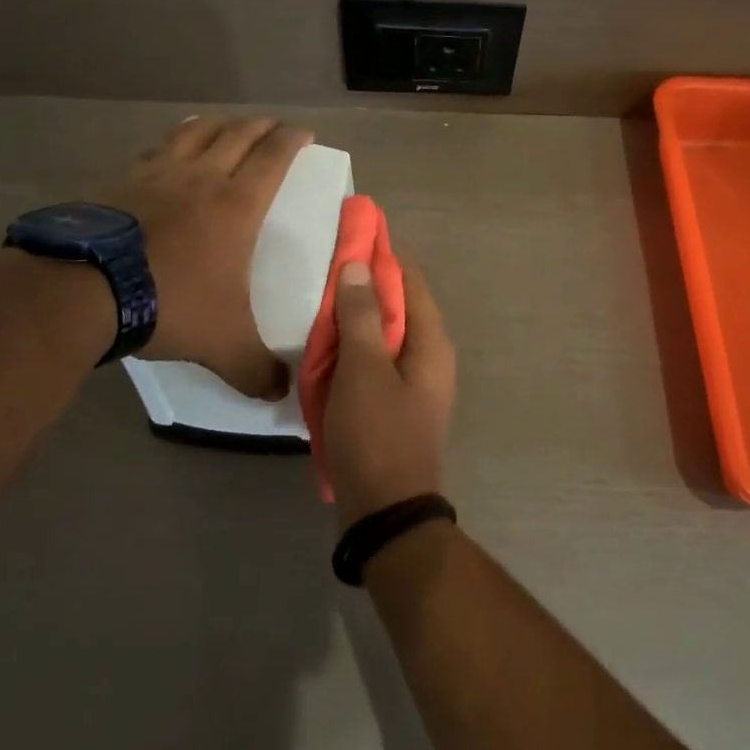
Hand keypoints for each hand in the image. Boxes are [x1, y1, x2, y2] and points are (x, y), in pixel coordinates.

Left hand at [98, 116, 310, 398]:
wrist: (84, 290)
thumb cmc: (170, 303)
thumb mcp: (223, 344)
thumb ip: (255, 369)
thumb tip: (280, 394)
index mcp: (237, 204)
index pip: (274, 157)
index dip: (292, 140)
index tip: (304, 133)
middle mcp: (202, 177)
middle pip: (238, 134)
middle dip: (261, 126)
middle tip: (273, 125)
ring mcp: (158, 174)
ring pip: (196, 132)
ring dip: (218, 124)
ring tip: (226, 123)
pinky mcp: (121, 180)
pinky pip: (155, 148)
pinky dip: (172, 140)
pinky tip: (168, 148)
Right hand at [322, 261, 455, 527]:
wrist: (385, 514)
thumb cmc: (376, 434)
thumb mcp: (363, 370)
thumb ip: (362, 315)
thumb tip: (360, 264)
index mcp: (431, 341)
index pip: (410, 280)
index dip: (382, 255)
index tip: (349, 235)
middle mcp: (430, 356)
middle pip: (397, 305)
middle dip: (364, 286)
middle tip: (325, 270)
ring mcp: (415, 383)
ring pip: (384, 335)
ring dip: (356, 319)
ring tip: (319, 303)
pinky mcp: (397, 404)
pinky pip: (376, 362)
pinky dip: (354, 349)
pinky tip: (326, 349)